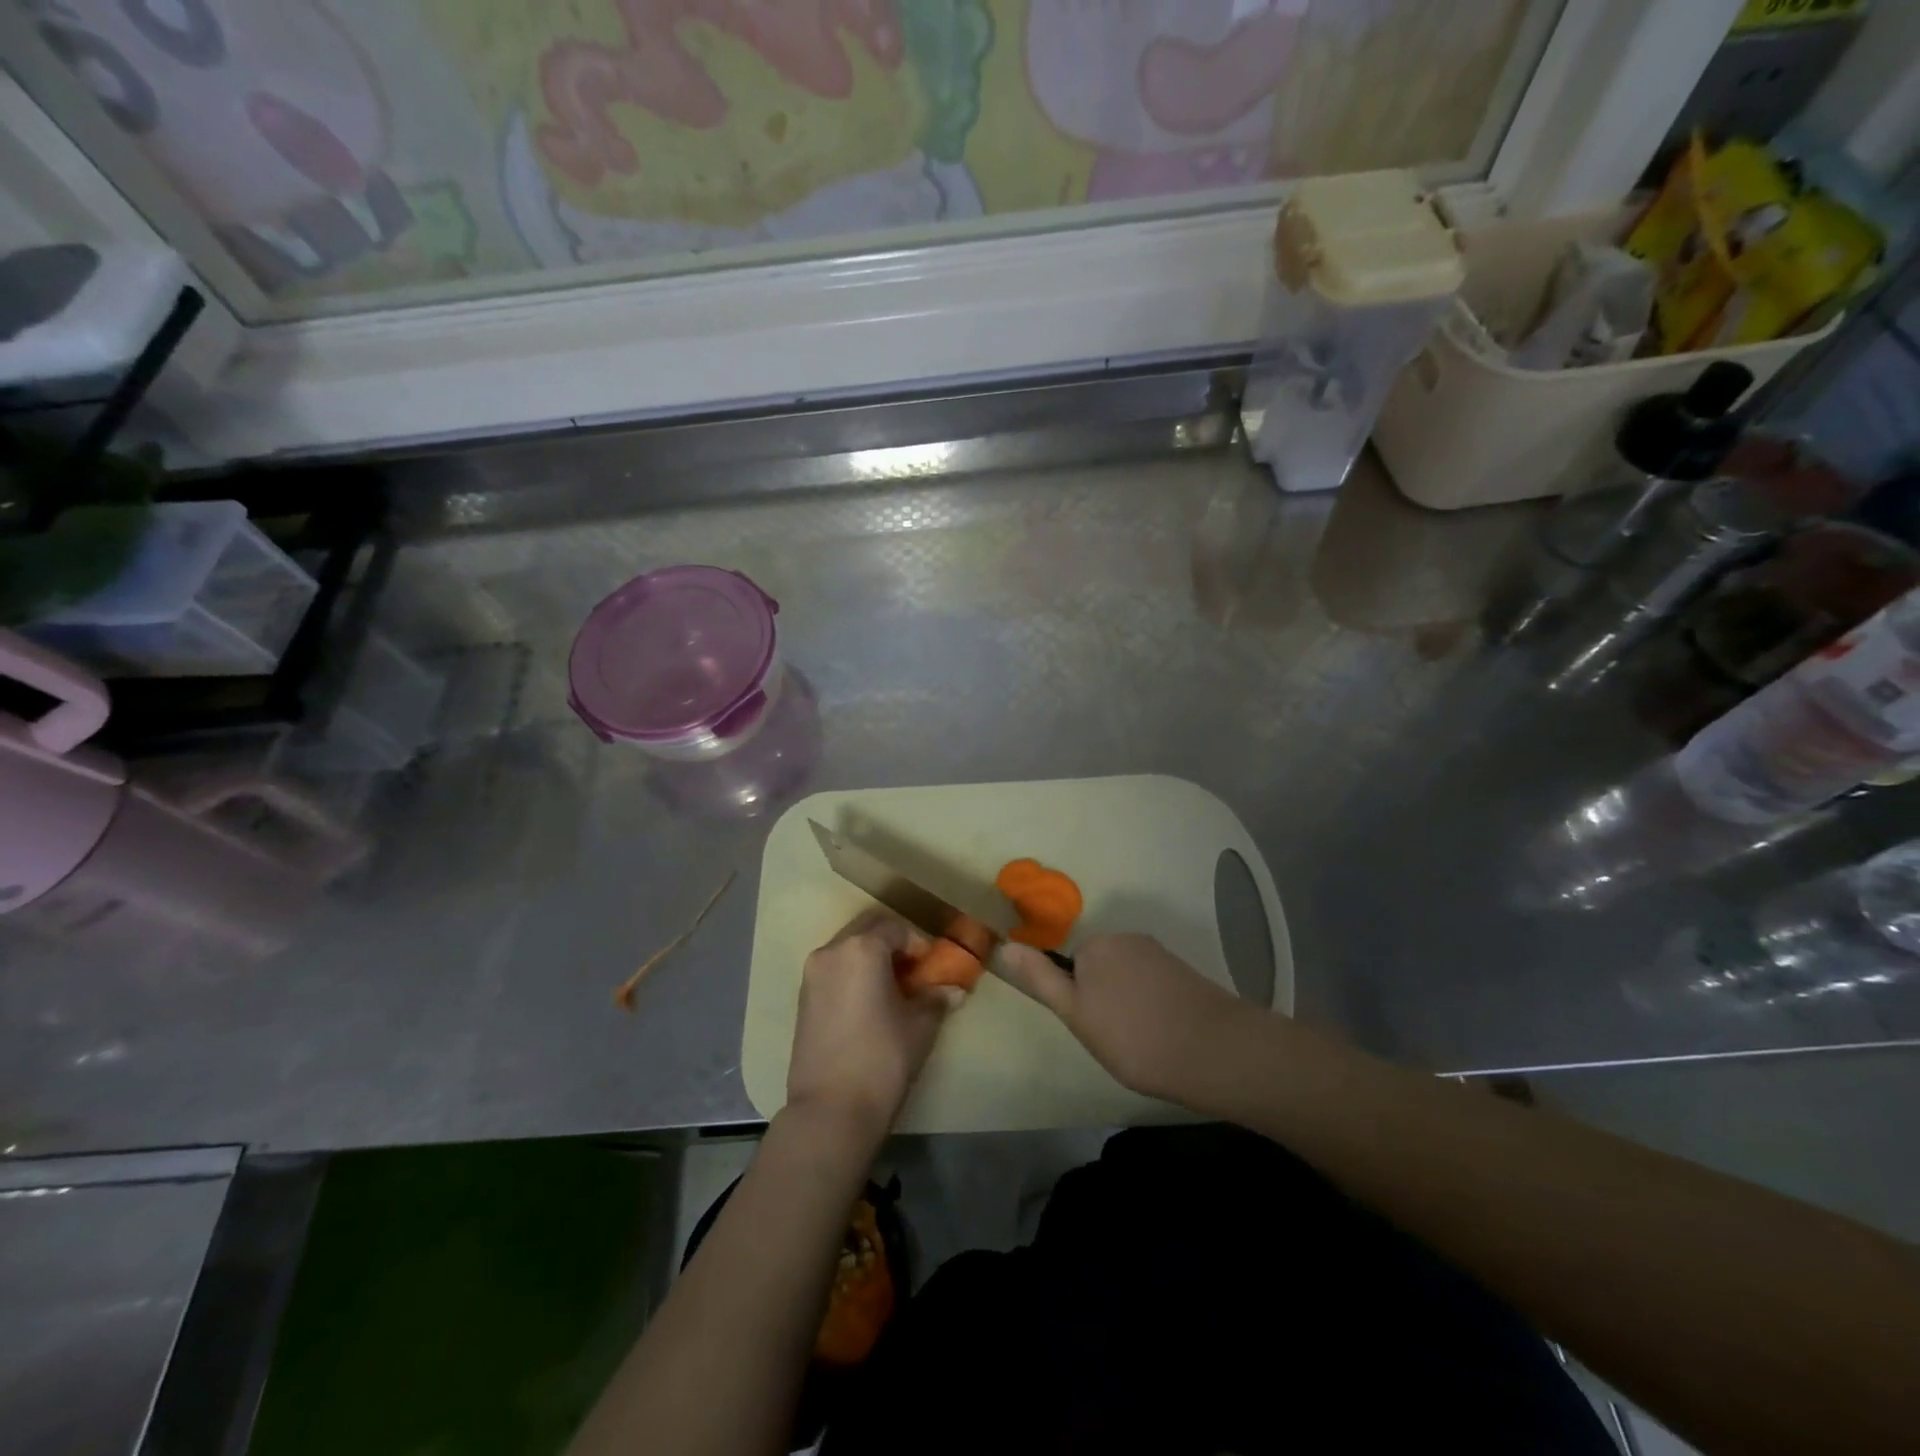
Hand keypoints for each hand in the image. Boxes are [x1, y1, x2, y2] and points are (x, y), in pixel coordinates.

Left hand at [787, 910, 966, 1139]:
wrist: (830, 1110)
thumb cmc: (882, 1059)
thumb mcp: (920, 1026)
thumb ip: (936, 999)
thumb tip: (954, 990)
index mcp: (862, 948)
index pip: (896, 927)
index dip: (918, 944)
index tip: (932, 968)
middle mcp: (832, 951)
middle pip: (867, 929)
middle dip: (892, 942)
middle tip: (913, 971)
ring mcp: (812, 974)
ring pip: (847, 948)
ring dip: (870, 957)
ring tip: (892, 988)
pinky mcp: (802, 997)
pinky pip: (833, 969)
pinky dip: (852, 973)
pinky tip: (868, 1003)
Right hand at [997, 933, 1248, 1102]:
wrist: (1214, 1051)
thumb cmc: (1133, 1036)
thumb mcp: (1076, 1013)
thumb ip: (1041, 979)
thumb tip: (1004, 946)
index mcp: (1097, 945)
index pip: (1071, 967)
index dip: (1077, 1000)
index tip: (1092, 1029)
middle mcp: (1128, 939)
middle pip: (1100, 969)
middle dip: (1102, 999)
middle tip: (1115, 1039)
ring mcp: (1160, 955)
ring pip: (1128, 980)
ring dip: (1129, 1005)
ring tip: (1143, 1043)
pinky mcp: (1185, 973)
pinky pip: (1154, 987)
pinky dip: (1153, 1008)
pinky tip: (1165, 1035)